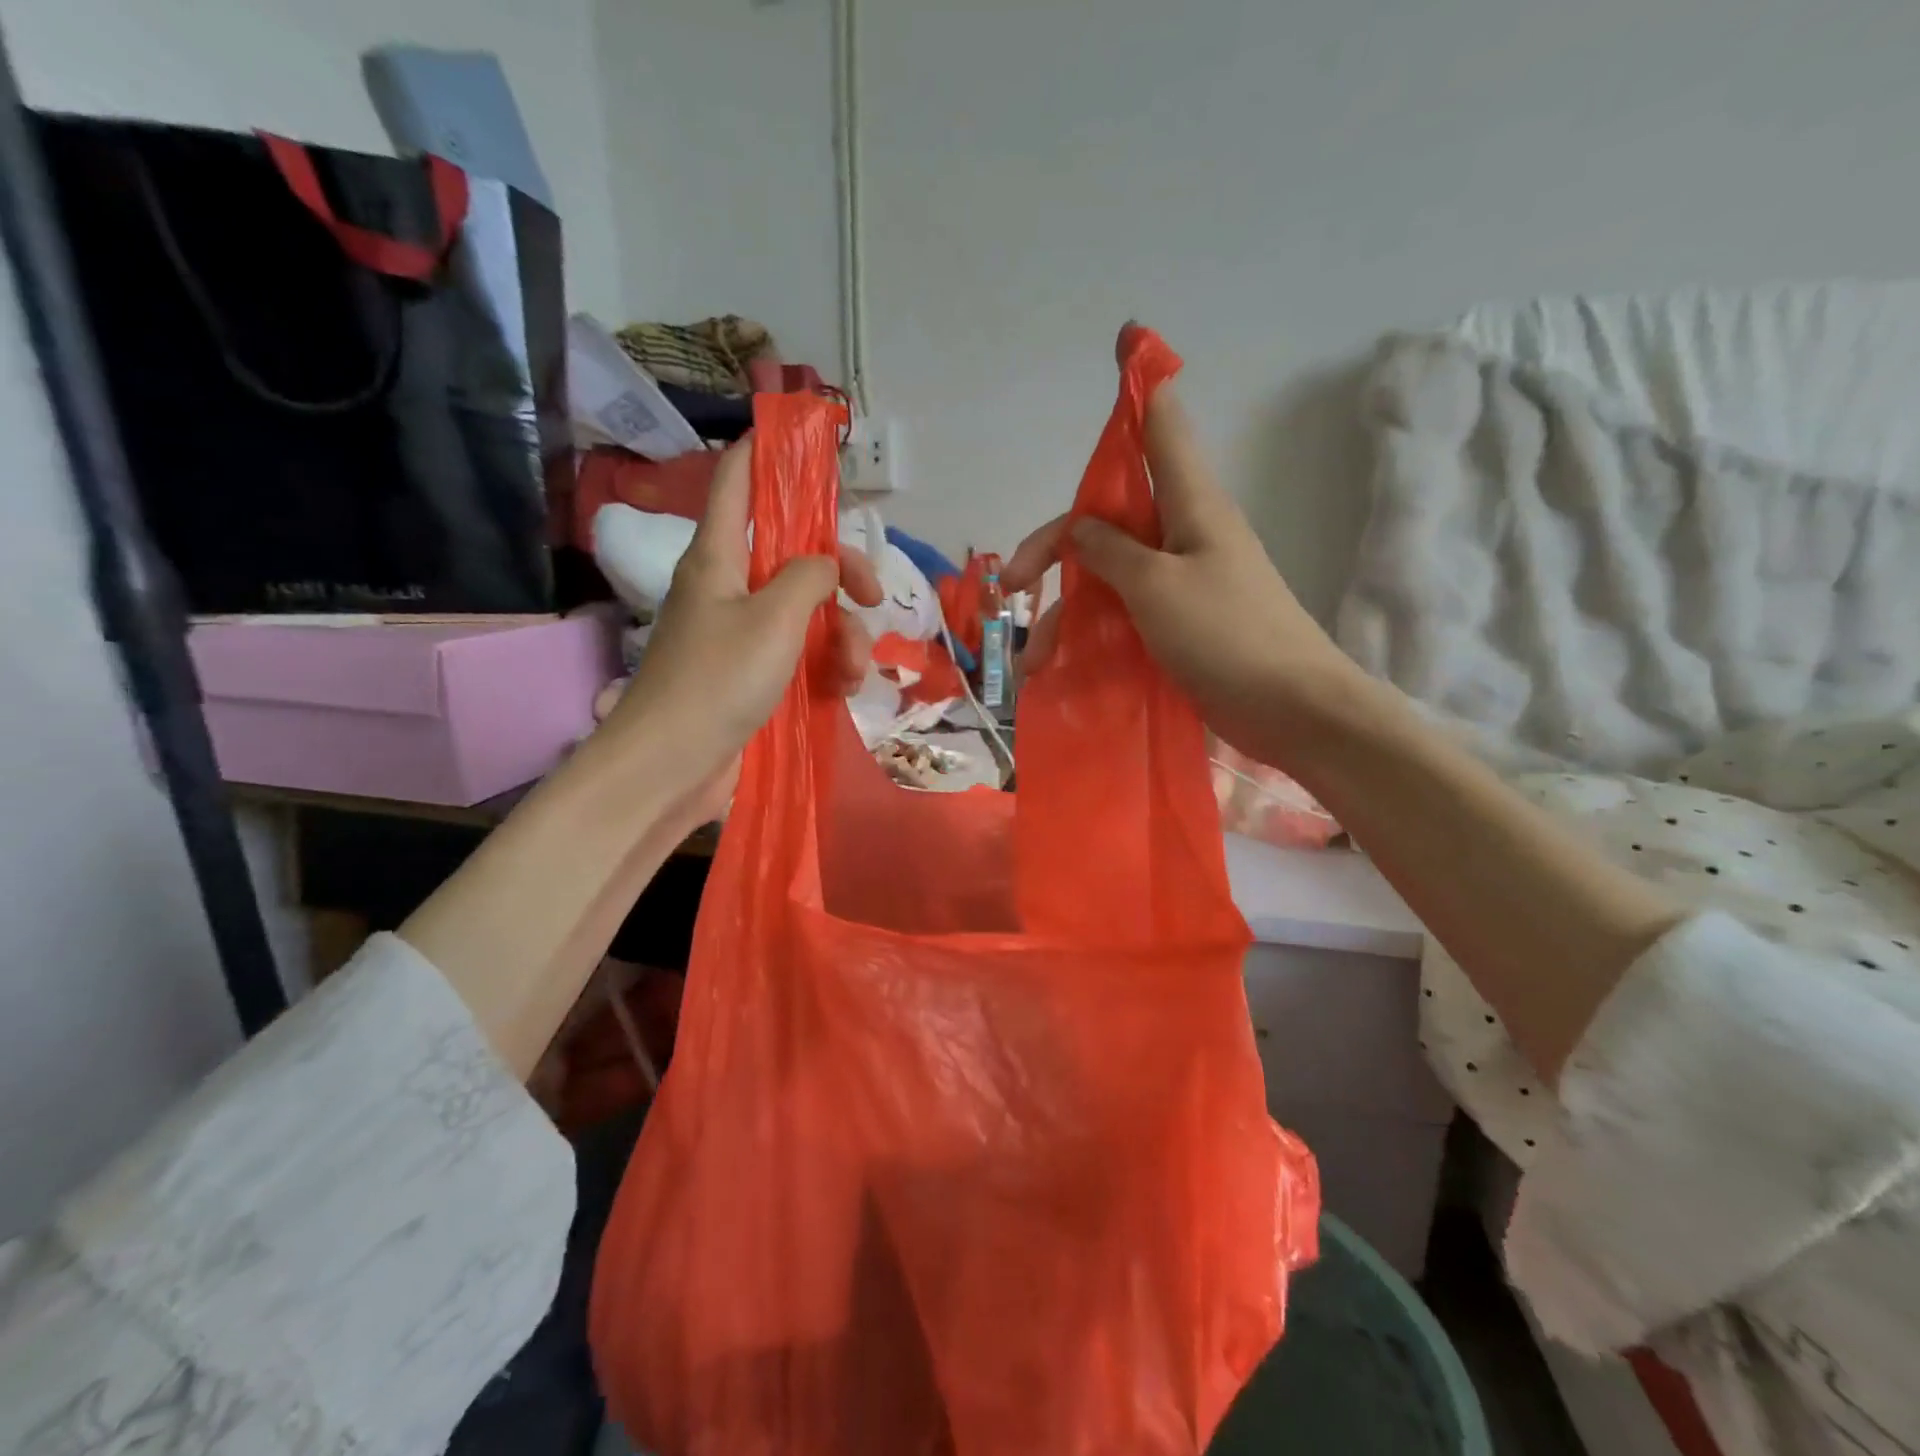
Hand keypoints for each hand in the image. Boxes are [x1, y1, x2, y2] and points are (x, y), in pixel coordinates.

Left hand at [599, 437, 881, 807]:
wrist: (673, 766)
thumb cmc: (717, 681)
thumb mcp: (774, 618)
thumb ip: (809, 575)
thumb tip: (826, 566)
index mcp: (719, 555)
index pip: (736, 479)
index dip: (765, 451)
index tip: (804, 440)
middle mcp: (730, 586)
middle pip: (795, 553)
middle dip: (842, 573)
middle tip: (873, 598)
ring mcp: (743, 634)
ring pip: (808, 610)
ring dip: (843, 636)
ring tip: (852, 673)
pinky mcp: (754, 675)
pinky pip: (802, 653)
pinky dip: (827, 666)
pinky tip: (843, 690)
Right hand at [1003, 326, 1364, 765]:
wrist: (1292, 710)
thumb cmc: (1228, 636)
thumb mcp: (1157, 587)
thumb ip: (1112, 552)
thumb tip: (1083, 530)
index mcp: (1190, 506)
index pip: (1161, 428)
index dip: (1140, 385)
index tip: (1126, 338)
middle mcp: (1184, 535)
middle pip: (1108, 518)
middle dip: (1054, 547)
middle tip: (1010, 586)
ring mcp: (1182, 582)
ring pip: (1109, 574)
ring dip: (1067, 609)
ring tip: (1034, 659)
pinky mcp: (1181, 623)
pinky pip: (1125, 614)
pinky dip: (1093, 633)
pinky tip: (1063, 665)